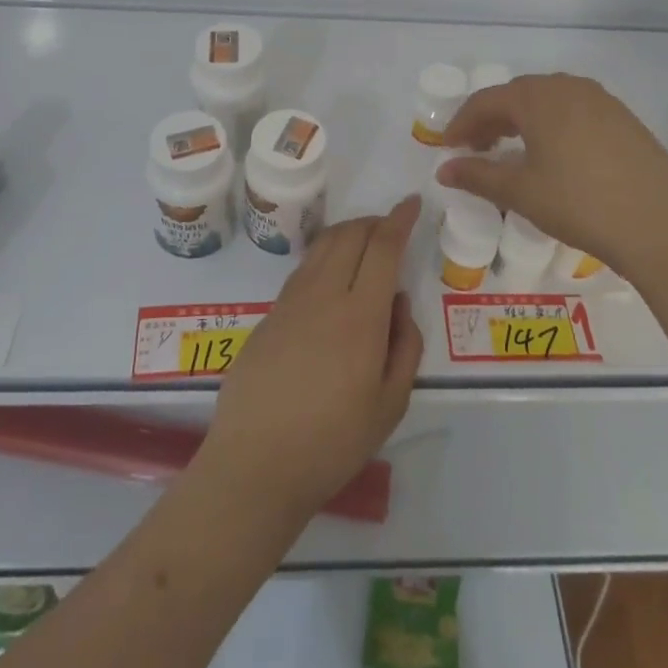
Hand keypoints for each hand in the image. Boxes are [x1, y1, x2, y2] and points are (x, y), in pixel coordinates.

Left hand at [195, 197, 423, 522]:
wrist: (255, 464)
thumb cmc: (332, 442)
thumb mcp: (390, 405)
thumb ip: (405, 347)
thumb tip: (398, 303)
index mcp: (360, 316)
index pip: (382, 247)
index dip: (400, 219)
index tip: (412, 203)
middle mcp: (324, 295)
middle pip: (350, 235)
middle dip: (374, 221)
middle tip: (391, 226)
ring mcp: (291, 302)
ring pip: (322, 246)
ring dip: (348, 233)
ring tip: (364, 243)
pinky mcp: (269, 315)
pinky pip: (304, 268)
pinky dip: (325, 255)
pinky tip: (332, 276)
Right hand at [437, 73, 667, 286]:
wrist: (661, 224)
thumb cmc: (579, 203)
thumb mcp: (521, 192)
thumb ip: (478, 176)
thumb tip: (444, 169)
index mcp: (538, 97)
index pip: (486, 100)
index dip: (462, 122)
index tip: (447, 147)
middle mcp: (568, 87)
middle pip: (517, 95)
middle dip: (491, 119)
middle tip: (475, 148)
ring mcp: (601, 100)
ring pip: (548, 100)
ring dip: (523, 120)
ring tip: (512, 151)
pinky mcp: (624, 119)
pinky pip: (575, 110)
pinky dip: (552, 125)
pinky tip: (554, 154)